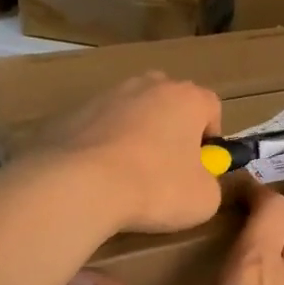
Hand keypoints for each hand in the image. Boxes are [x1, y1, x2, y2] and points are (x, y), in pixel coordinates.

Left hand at [35, 72, 223, 233]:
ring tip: (126, 176)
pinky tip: (95, 176)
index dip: (211, 136)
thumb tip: (200, 180)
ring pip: (131, 112)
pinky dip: (102, 145)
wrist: (78, 185)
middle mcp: (149, 85)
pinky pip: (98, 127)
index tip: (201, 165)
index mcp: (187, 98)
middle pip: (169, 102)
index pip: (211, 106)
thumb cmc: (155, 186)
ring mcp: (107, 95)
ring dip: (135, 136)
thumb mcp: (204, 199)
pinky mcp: (72, 112)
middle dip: (171, 129)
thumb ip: (211, 182)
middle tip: (166, 168)